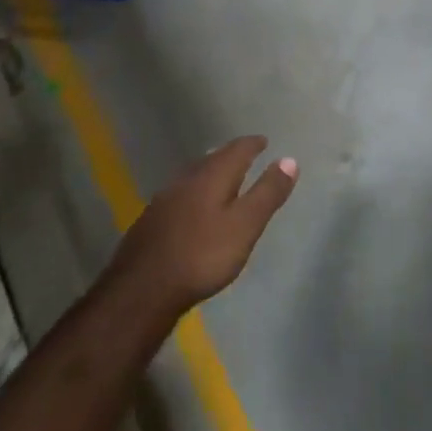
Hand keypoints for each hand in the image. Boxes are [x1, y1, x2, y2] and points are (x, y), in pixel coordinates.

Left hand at [107, 136, 298, 316]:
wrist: (141, 290)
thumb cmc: (202, 256)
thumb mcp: (245, 226)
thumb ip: (267, 193)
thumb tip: (290, 160)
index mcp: (211, 176)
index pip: (236, 150)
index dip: (252, 144)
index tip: (263, 141)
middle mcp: (187, 179)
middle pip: (212, 158)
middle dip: (230, 155)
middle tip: (245, 155)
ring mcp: (165, 199)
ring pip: (194, 175)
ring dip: (211, 172)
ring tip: (222, 177)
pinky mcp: (151, 220)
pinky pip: (181, 194)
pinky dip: (195, 191)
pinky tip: (193, 207)